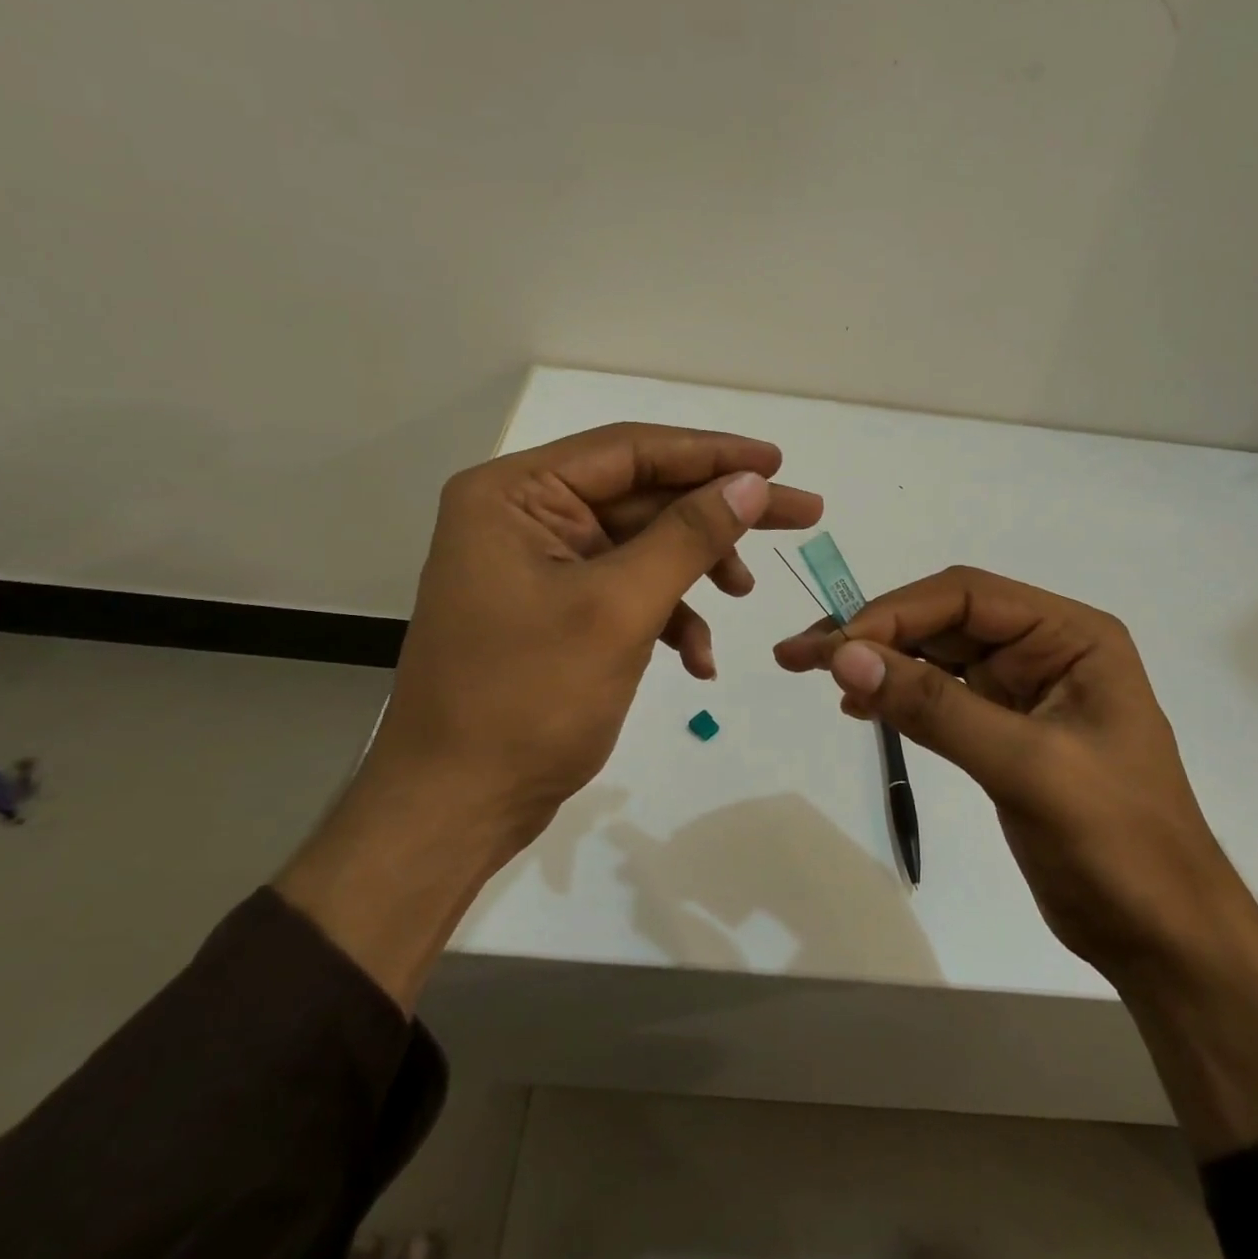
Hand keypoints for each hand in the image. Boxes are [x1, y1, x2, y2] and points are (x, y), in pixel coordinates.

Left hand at [281, 422, 822, 1007]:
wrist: (457, 807)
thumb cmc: (528, 700)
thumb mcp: (619, 609)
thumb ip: (688, 536)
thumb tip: (750, 484)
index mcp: (515, 495)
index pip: (630, 451)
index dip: (710, 453)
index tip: (777, 463)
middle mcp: (522, 517)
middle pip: (642, 496)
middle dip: (717, 515)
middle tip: (800, 514)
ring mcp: (538, 566)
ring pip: (641, 545)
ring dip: (695, 570)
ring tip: (743, 595)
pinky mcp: (555, 610)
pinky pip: (625, 591)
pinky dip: (668, 616)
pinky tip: (697, 659)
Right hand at [773, 566, 1232, 978]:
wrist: (1165, 940)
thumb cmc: (1119, 846)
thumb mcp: (1026, 767)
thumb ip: (934, 707)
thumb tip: (845, 657)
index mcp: (1070, 636)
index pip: (966, 595)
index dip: (894, 612)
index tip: (834, 649)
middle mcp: (1046, 649)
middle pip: (943, 620)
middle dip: (873, 633)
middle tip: (798, 655)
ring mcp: (1024, 690)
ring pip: (935, 656)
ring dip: (877, 661)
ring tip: (812, 674)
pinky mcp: (1004, 731)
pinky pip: (939, 696)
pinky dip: (897, 695)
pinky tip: (861, 706)